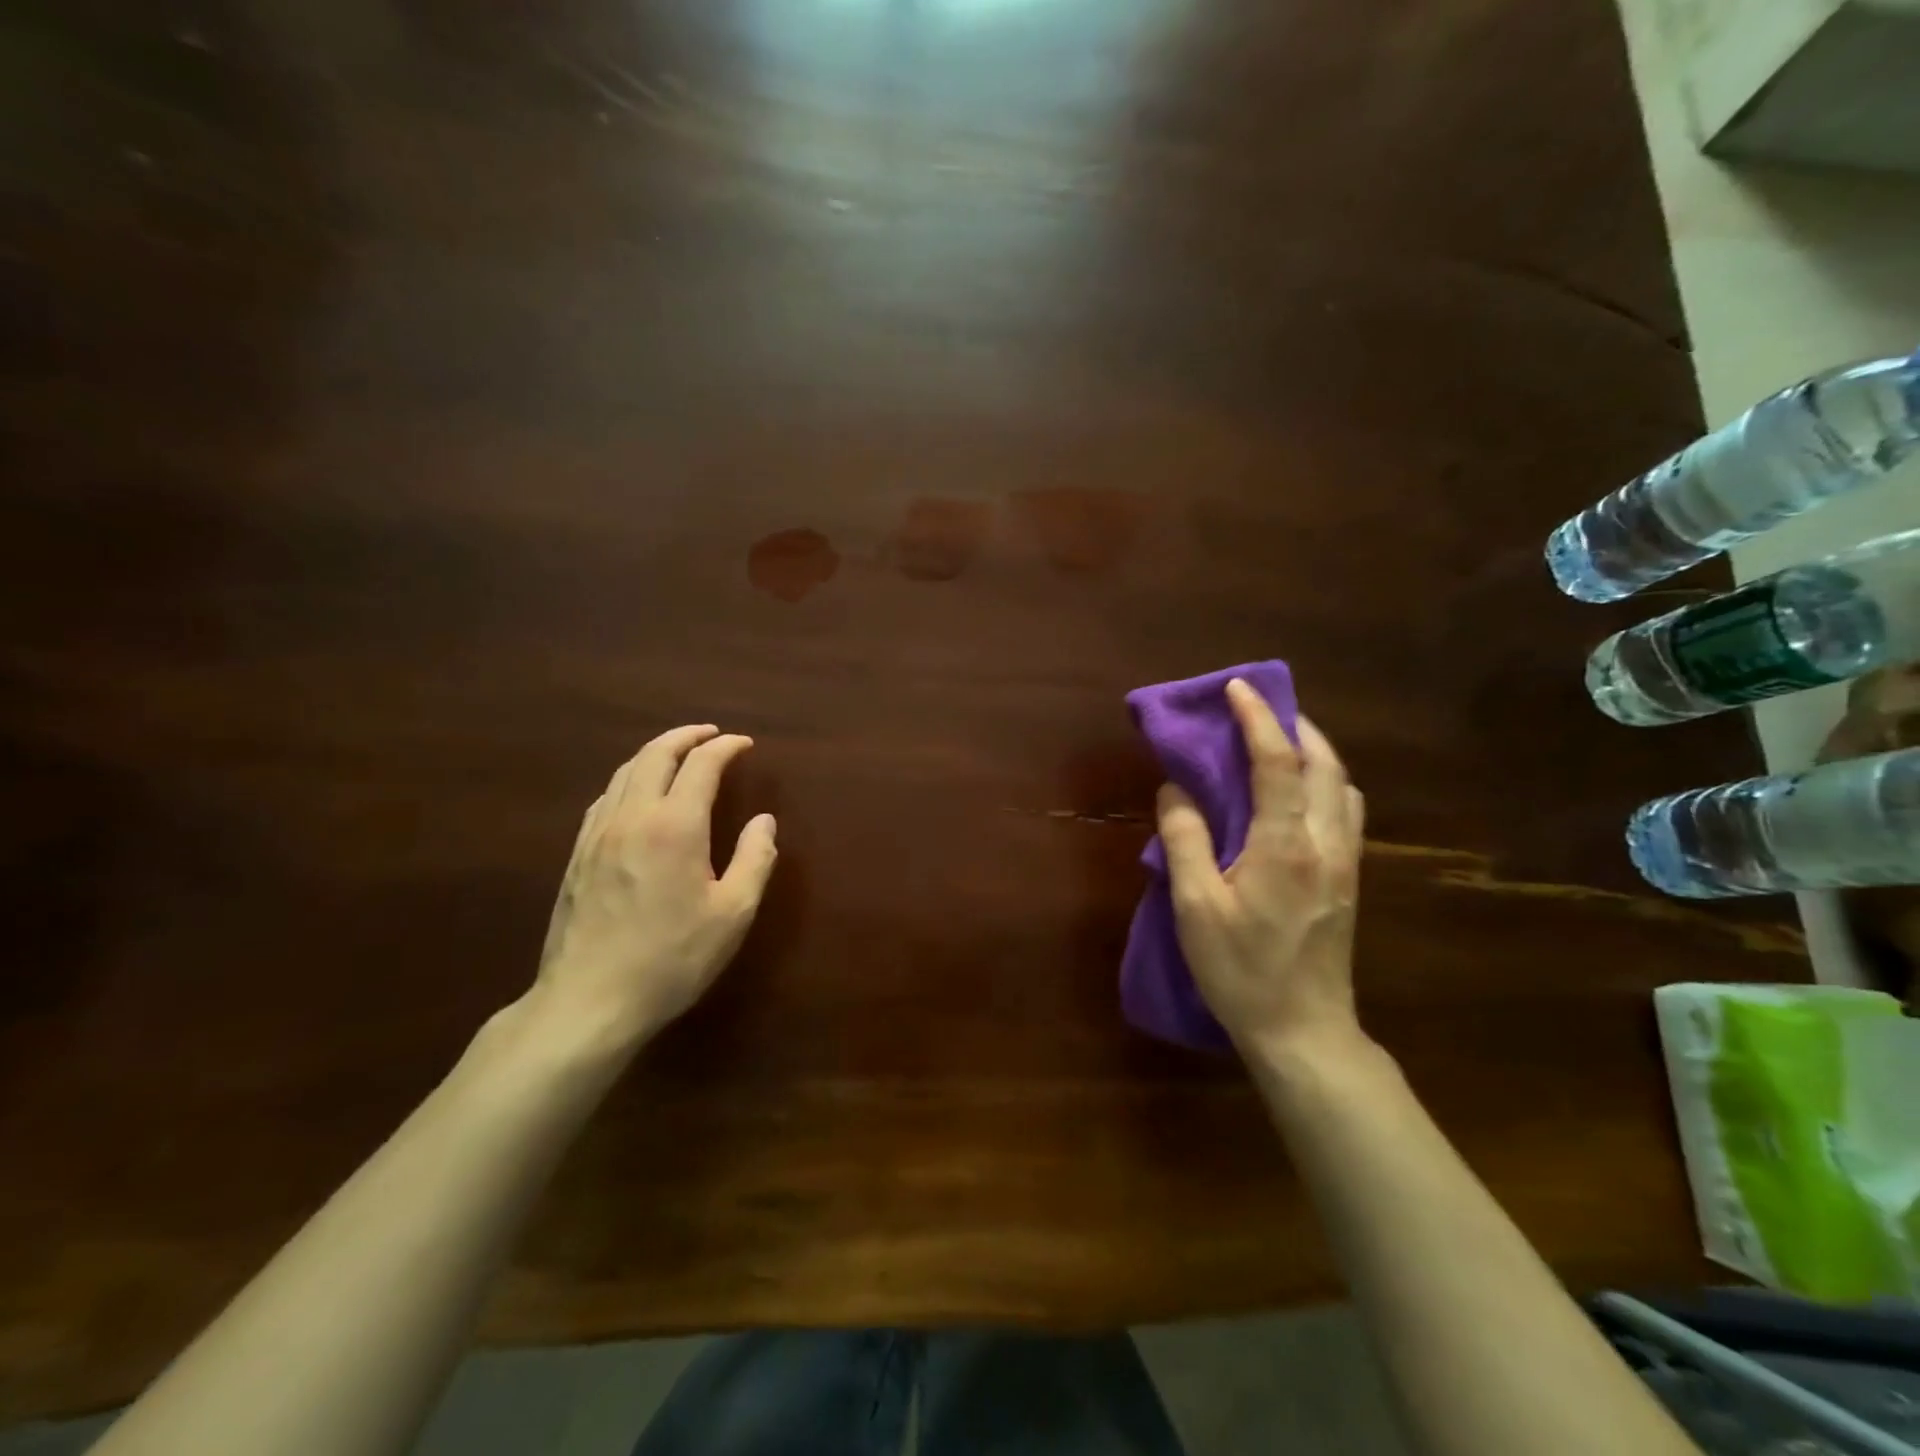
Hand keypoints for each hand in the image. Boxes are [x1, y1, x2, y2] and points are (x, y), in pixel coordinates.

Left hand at [531, 725, 777, 1049]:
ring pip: (625, 772)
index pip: (702, 765)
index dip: (725, 747)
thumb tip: (764, 821)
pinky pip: (605, 798)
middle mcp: (632, 817)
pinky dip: (629, 779)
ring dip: (656, 753)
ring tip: (679, 755)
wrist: (589, 1001)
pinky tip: (638, 794)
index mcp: (675, 826)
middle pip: (656, 754)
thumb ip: (754, 859)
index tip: (744, 744)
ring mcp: (597, 834)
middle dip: (687, 736)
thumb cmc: (672, 958)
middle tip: (712, 734)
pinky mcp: (577, 855)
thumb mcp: (733, 913)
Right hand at [1155, 679, 1366, 1060]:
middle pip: (1324, 763)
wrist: (1304, 1030)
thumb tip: (1175, 790)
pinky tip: (1298, 795)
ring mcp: (1345, 861)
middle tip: (1259, 709)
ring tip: (1278, 744)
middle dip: (1294, 725)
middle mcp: (1325, 842)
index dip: (1256, 719)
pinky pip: (1345, 810)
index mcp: (1284, 845)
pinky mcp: (1349, 879)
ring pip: (1342, 785)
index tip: (1235, 688)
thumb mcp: (1195, 907)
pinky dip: (1324, 782)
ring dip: (1314, 751)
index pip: (1276, 763)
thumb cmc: (1241, 970)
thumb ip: (1184, 841)